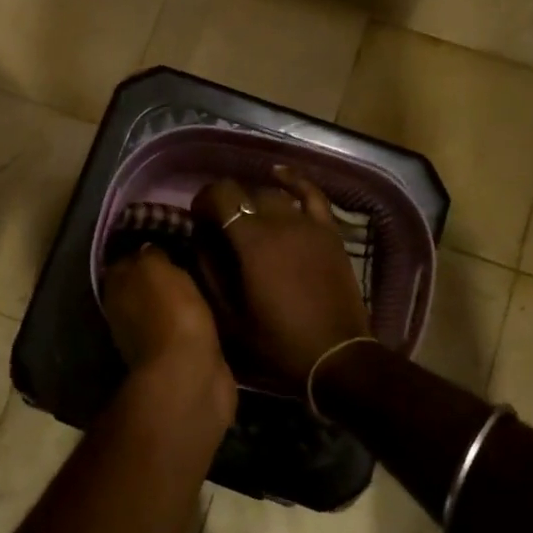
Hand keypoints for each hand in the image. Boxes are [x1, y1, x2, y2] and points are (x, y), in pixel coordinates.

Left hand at [102, 246, 235, 423]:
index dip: (144, 246)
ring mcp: (150, 338)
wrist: (190, 374)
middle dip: (163, 272)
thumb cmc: (170, 313)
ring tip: (207, 275)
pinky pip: (186, 325)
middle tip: (192, 252)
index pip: (125, 259)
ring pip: (165, 305)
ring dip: (180, 295)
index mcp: (117, 289)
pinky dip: (195, 317)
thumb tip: (148, 247)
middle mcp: (126, 313)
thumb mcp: (155, 268)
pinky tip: (213, 304)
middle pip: (144, 284)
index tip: (169, 232)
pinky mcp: (177, 356)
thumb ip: (149, 254)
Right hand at [192, 166, 372, 390]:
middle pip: (245, 192)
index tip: (197, 220)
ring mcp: (308, 224)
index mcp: (252, 242)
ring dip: (253, 200)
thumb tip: (198, 242)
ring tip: (246, 218)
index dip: (203, 201)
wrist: (336, 356)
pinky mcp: (329, 231)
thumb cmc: (278, 341)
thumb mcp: (231, 317)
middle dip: (226, 203)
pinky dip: (294, 181)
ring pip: (273, 194)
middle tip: (218, 227)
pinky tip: (278, 175)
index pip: (221, 196)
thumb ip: (210, 273)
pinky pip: (311, 194)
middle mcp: (280, 222)